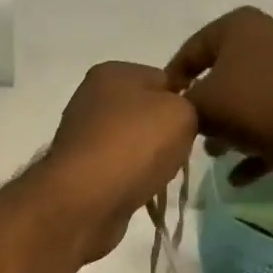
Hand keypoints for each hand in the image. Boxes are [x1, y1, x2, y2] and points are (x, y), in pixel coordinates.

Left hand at [42, 62, 197, 262]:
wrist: (85, 200)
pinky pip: (119, 168)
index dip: (183, 101)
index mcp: (112, 72)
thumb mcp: (182, 113)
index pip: (163, 78)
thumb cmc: (135, 145)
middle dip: (164, 132)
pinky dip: (131, 178)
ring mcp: (82, 135)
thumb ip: (190, 106)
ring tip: (158, 174)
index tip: (193, 124)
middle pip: (145, 112)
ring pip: (132, 142)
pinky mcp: (79, 169)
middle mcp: (91, 98)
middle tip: (179, 152)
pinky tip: (138, 189)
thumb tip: (176, 116)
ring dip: (148, 158)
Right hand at [165, 7, 272, 185]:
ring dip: (230, 128)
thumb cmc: (253, 106)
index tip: (164, 104)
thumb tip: (179, 111)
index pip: (193, 47)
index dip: (173, 77)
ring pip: (251, 99)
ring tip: (215, 153)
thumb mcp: (201, 105)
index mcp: (242, 26)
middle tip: (189, 127)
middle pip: (224, 73)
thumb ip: (181, 105)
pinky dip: (257, 145)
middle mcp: (272, 38)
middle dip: (205, 104)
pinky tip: (239, 176)